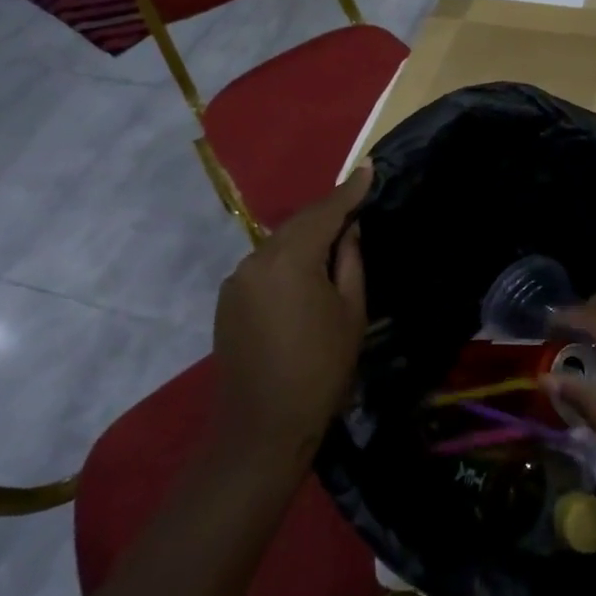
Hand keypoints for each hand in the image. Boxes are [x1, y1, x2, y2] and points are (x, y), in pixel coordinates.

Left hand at [212, 165, 371, 464]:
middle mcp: (256, 259)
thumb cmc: (320, 369)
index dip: (349, 191)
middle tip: (356, 204)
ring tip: (334, 240)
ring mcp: (237, 280)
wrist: (262, 428)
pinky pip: (264, 266)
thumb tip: (349, 230)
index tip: (368, 168)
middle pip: (298, 224)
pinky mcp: (228, 300)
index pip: (325, 212)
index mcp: (290, 259)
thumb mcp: (350, 312)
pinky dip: (287, 260)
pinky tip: (304, 273)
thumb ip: (350, 262)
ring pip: (279, 244)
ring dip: (306, 238)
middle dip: (327, 213)